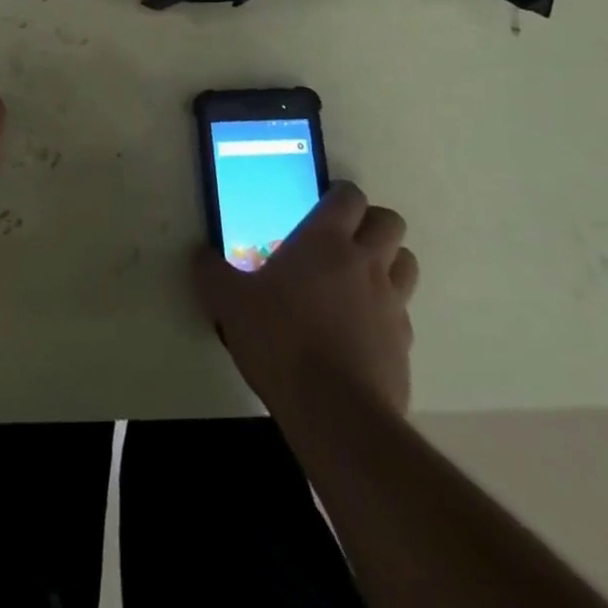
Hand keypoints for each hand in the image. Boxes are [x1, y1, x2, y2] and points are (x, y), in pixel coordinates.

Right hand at [193, 181, 418, 417]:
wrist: (335, 413)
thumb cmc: (279, 340)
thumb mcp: (228, 301)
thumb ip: (212, 272)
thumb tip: (200, 255)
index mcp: (325, 241)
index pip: (349, 196)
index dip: (339, 194)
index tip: (321, 203)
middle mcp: (365, 263)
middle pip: (390, 222)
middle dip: (371, 222)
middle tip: (343, 237)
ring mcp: (392, 304)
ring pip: (406, 262)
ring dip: (388, 261)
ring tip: (357, 278)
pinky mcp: (405, 345)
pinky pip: (403, 312)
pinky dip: (386, 311)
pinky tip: (359, 329)